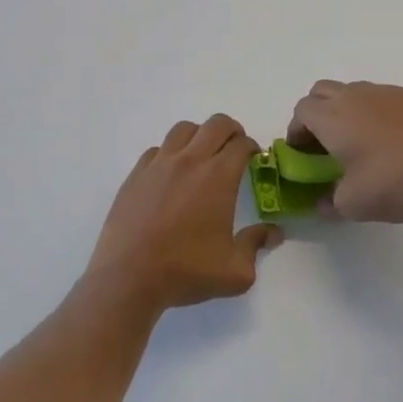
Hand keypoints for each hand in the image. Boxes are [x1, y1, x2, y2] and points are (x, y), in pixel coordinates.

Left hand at [85, 115, 281, 310]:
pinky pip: (157, 149)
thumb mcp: (235, 271)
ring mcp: (159, 164)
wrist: (128, 276)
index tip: (255, 159)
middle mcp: (190, 161)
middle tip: (235, 149)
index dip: (253, 147)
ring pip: (184, 129)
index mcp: (218, 177)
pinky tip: (171, 174)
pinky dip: (170, 152)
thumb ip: (256, 245)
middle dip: (232, 131)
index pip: (241, 144)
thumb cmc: (186, 271)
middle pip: (216, 125)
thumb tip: (274, 232)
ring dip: (200, 135)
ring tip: (203, 155)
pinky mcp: (136, 174)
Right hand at [289, 81, 402, 223]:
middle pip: (324, 91)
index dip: (297, 130)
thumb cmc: (392, 185)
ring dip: (353, 110)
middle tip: (327, 142)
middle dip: (319, 112)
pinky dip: (387, 112)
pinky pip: (393, 98)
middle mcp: (357, 95)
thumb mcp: (352, 205)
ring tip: (366, 140)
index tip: (303, 152)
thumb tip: (321, 203)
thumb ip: (328, 202)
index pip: (302, 110)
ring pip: (359, 91)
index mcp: (333, 117)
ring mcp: (391, 91)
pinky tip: (402, 138)